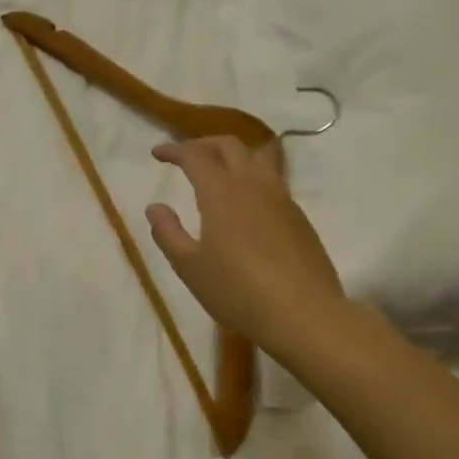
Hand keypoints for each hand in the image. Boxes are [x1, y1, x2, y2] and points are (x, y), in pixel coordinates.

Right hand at [146, 137, 347, 357]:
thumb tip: (155, 207)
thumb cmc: (237, 291)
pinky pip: (273, 180)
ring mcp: (282, 199)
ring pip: (258, 157)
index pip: (195, 156)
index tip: (157, 153)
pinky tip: (244, 201)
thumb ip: (168, 233)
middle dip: (204, 144)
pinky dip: (252, 176)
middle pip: (230, 145)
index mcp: (221, 192)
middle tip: (186, 156)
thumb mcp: (189, 266)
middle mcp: (253, 185)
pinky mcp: (299, 217)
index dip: (174, 150)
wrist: (304, 315)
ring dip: (234, 154)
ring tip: (218, 168)